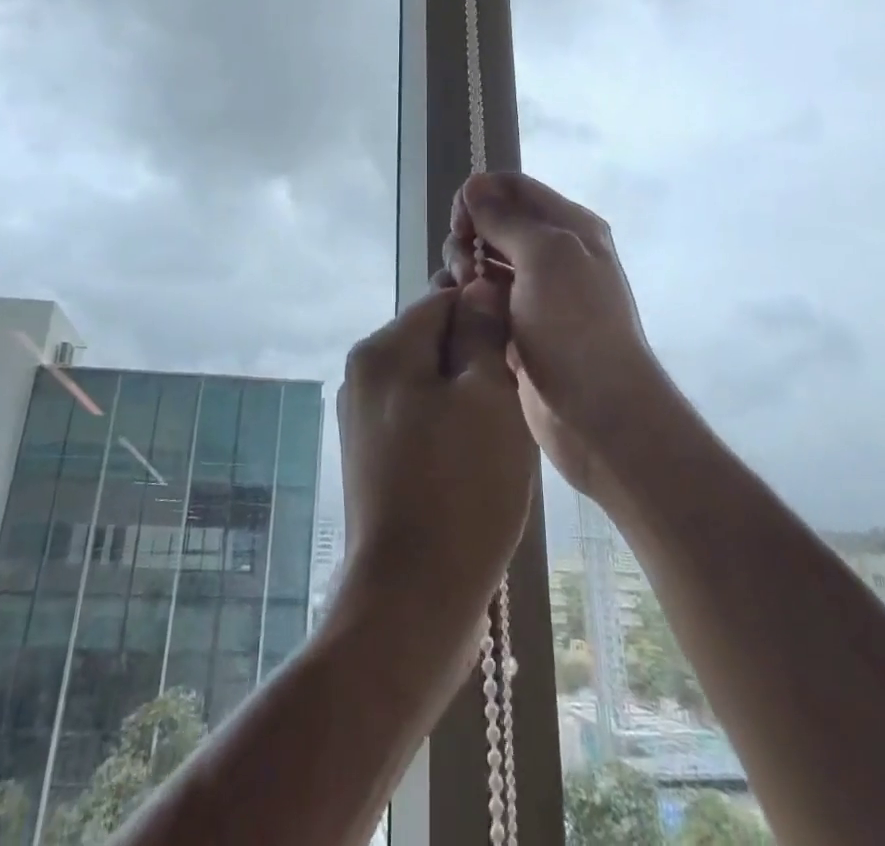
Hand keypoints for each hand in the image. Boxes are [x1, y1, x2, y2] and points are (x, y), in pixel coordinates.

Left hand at [336, 282, 535, 685]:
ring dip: (468, 395)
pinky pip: (420, 417)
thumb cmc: (461, 488)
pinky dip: (451, 426)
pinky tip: (476, 462)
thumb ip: (482, 331)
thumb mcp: (487, 396)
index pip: (443, 299)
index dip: (488, 314)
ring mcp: (363, 418)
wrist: (412, 599)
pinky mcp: (372, 457)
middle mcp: (363, 374)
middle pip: (434, 339)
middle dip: (478, 359)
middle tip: (514, 399)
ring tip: (499, 436)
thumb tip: (478, 285)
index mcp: (382, 349)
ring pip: (430, 380)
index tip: (522, 349)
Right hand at [442, 172, 676, 504]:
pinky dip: (467, 297)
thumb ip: (507, 218)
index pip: (513, 188)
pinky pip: (482, 298)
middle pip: (493, 222)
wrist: (599, 413)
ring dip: (464, 268)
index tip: (459, 223)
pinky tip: (460, 311)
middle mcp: (553, 253)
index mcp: (568, 226)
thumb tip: (475, 185)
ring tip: (465, 295)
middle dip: (469, 236)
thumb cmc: (576, 325)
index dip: (480, 196)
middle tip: (465, 266)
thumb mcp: (546, 255)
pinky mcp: (518, 326)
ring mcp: (535, 293)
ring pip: (483, 261)